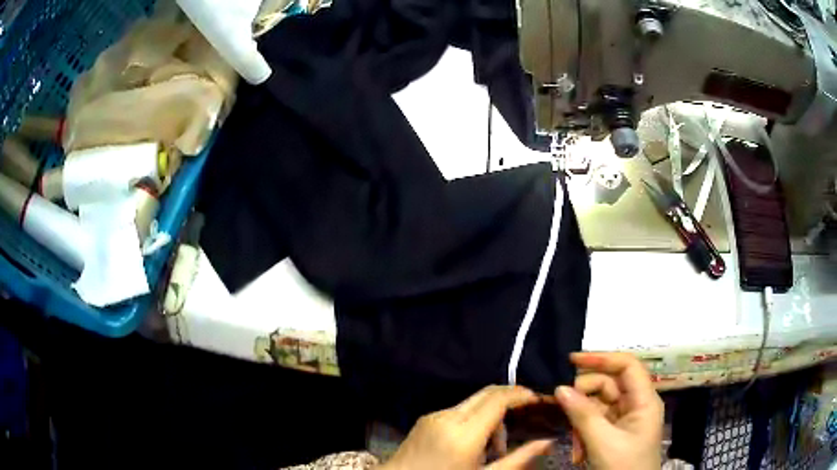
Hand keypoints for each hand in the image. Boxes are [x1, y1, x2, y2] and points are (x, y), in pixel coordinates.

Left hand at [380, 385, 553, 469]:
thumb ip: (518, 459)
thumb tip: (547, 441)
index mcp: (464, 434)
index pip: (498, 399)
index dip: (521, 394)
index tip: (539, 400)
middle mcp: (448, 417)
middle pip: (487, 393)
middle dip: (510, 399)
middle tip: (526, 417)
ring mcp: (434, 415)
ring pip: (474, 401)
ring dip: (492, 413)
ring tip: (496, 447)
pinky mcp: (425, 418)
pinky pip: (458, 410)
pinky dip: (474, 419)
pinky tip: (474, 444)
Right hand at [555, 352, 663, 469]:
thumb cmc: (624, 466)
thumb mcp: (602, 442)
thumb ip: (582, 414)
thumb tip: (559, 389)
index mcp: (644, 400)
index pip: (626, 365)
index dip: (601, 358)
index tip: (571, 360)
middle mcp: (636, 404)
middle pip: (608, 385)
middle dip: (583, 398)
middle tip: (560, 408)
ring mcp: (625, 419)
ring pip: (598, 406)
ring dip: (581, 422)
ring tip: (574, 445)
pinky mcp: (615, 432)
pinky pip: (595, 422)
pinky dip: (583, 434)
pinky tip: (578, 453)